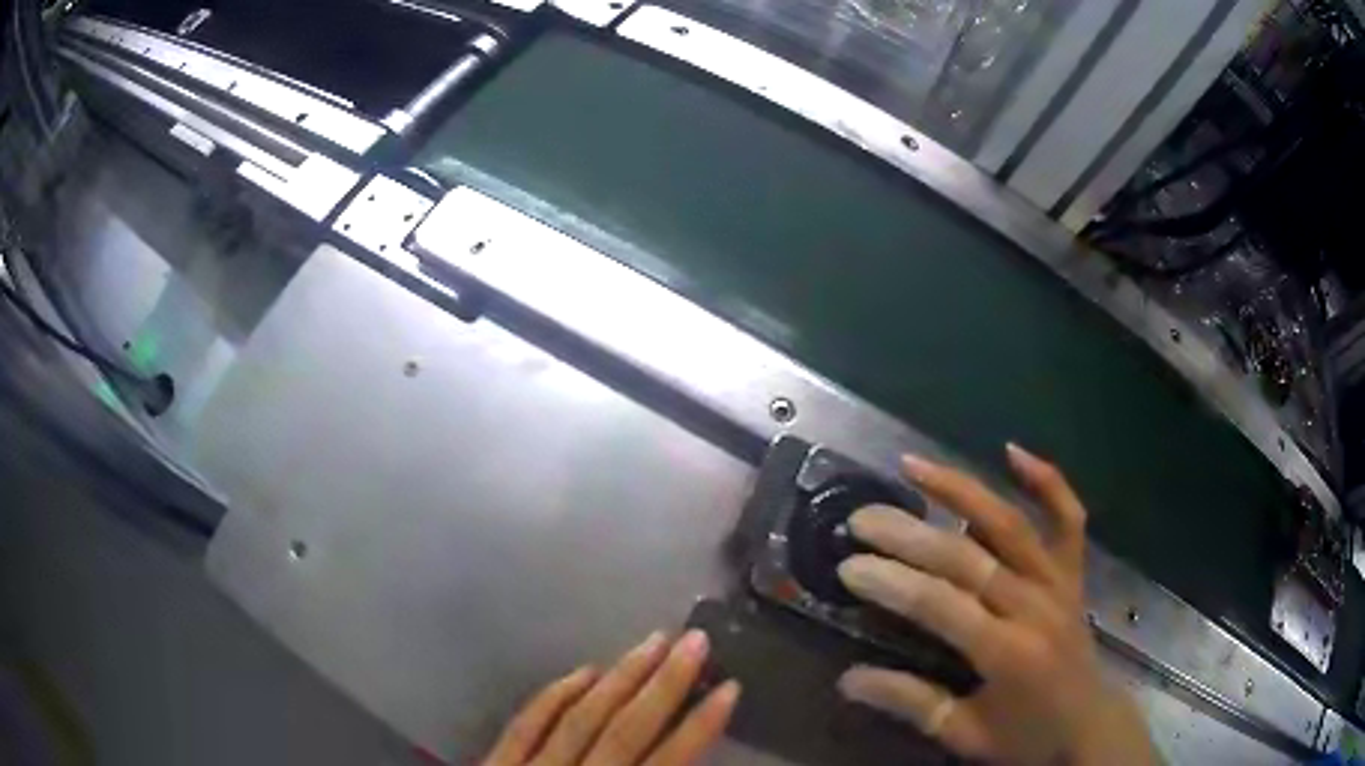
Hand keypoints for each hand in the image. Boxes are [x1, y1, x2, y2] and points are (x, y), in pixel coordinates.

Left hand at [482, 631, 739, 765]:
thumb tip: (687, 765)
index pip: (665, 764)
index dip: (699, 728)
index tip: (730, 689)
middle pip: (625, 732)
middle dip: (664, 686)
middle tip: (694, 640)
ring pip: (579, 718)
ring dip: (619, 680)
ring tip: (651, 643)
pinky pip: (526, 723)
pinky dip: (555, 696)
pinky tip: (583, 672)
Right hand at [836, 445, 1157, 765]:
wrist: (1088, 726)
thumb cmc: (1025, 737)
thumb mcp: (964, 734)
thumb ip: (910, 702)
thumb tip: (847, 680)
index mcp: (1007, 652)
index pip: (941, 605)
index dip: (892, 583)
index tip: (847, 566)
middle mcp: (1035, 605)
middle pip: (967, 557)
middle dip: (909, 535)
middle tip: (861, 518)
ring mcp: (1059, 582)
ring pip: (1010, 523)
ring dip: (962, 490)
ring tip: (914, 465)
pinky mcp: (1073, 572)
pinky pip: (1067, 517)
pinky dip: (1046, 480)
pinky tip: (1012, 451)